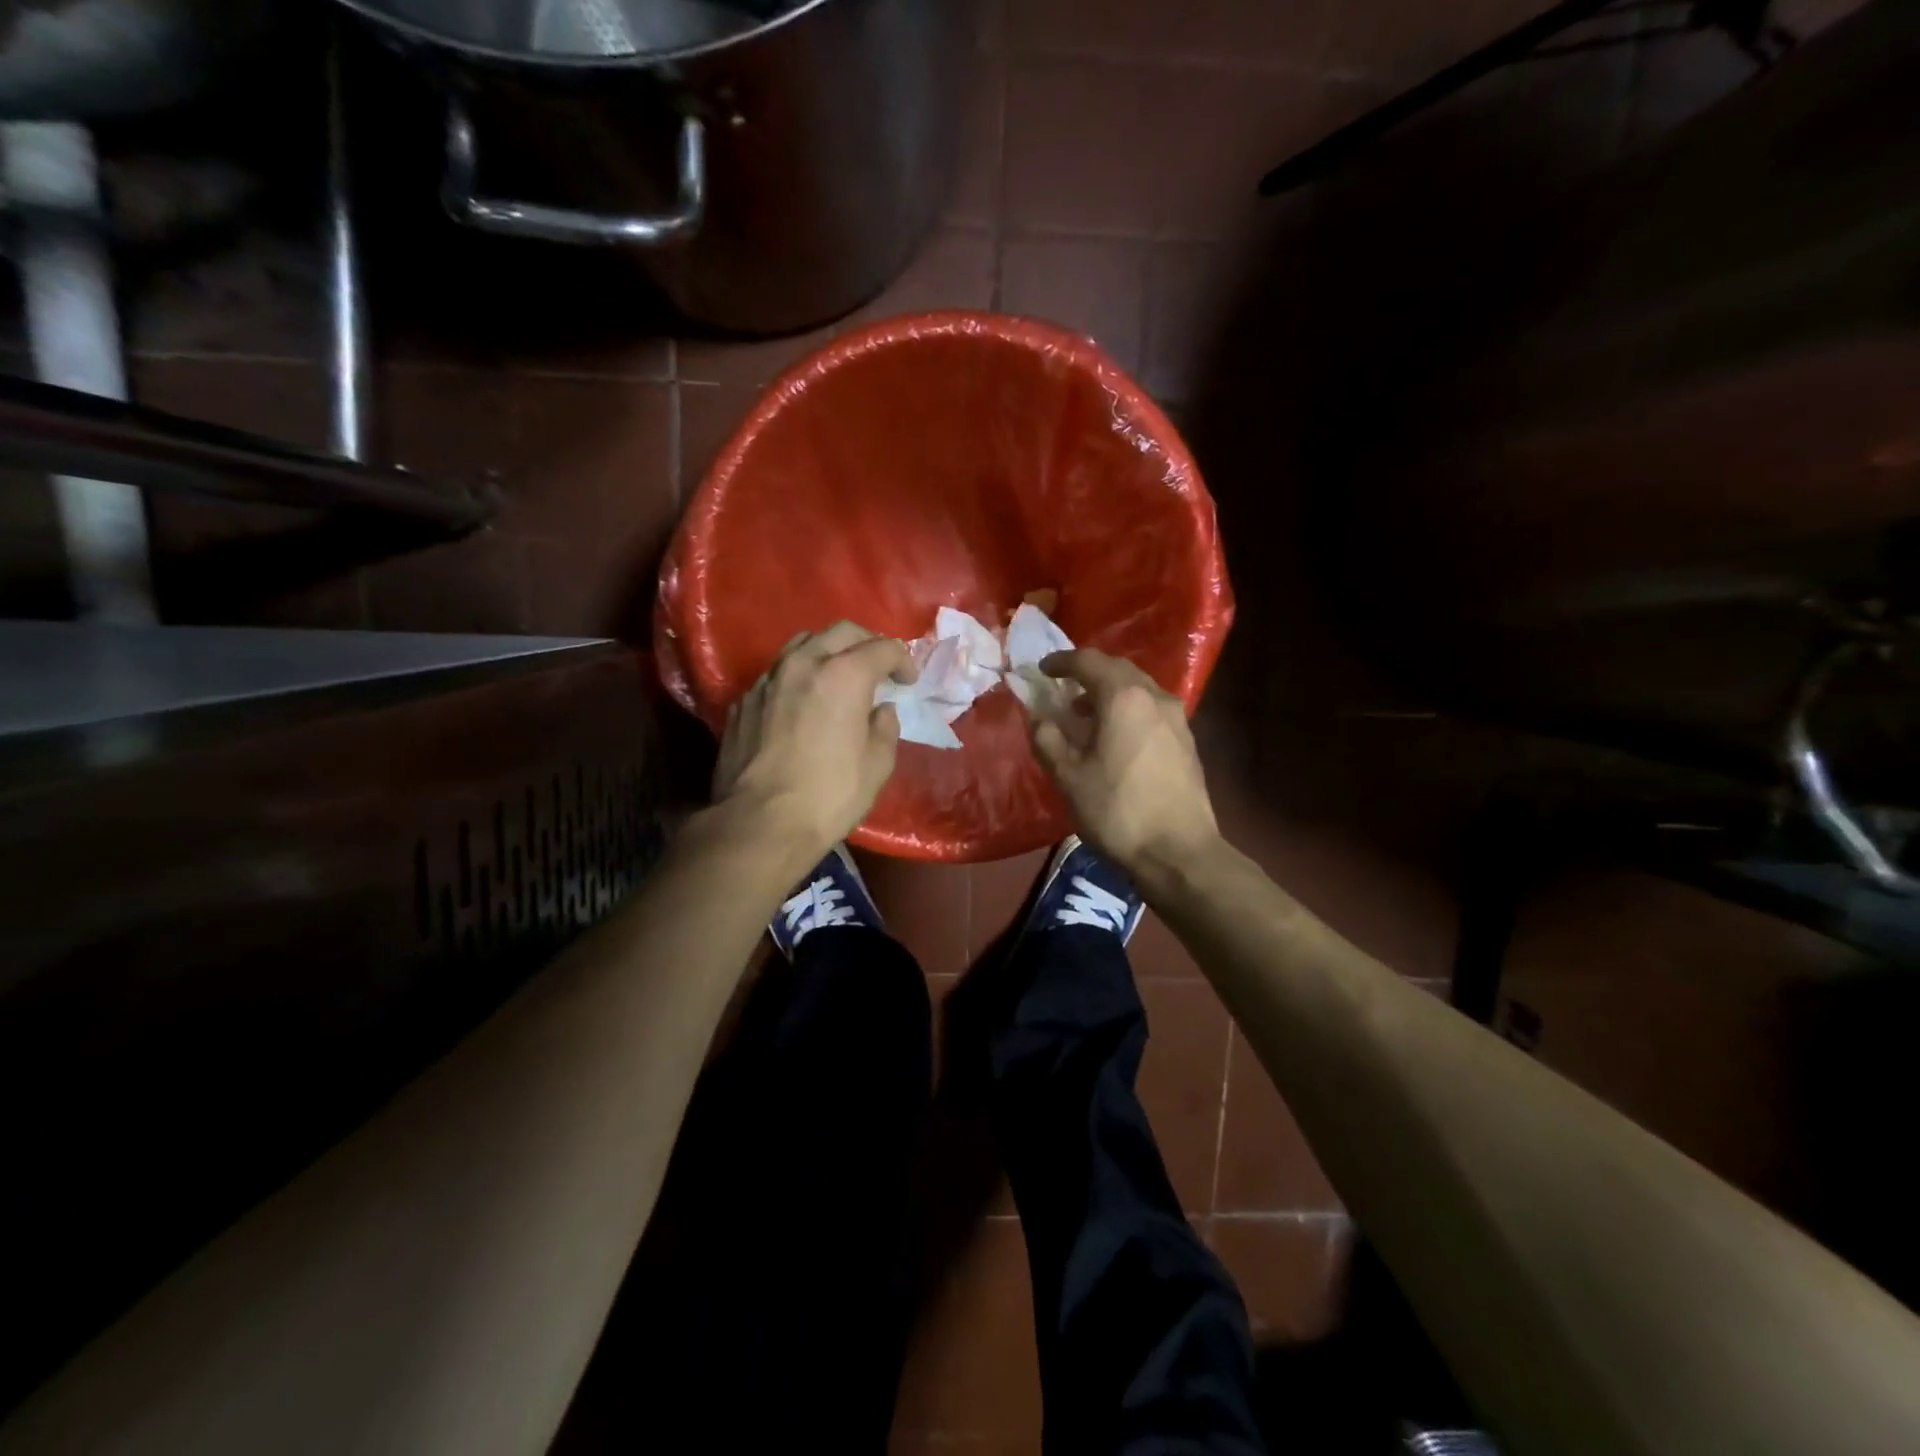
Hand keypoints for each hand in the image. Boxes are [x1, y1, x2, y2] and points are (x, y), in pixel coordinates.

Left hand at [713, 623, 914, 859]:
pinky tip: (802, 703)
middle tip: (878, 668)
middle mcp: (803, 664)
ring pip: (802, 644)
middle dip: (867, 643)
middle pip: (841, 632)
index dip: (903, 660)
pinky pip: (777, 674)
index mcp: (843, 675)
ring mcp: (768, 679)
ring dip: (828, 652)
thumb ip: (885, 727)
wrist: (759, 823)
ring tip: (838, 676)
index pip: (882, 648)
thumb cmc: (829, 795)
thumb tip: (881, 710)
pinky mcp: (743, 701)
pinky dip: (798, 678)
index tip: (908, 681)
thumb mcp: (877, 765)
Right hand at [1030, 649, 1219, 874]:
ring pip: (1138, 690)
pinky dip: (1128, 711)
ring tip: (1085, 715)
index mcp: (1124, 698)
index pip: (1089, 662)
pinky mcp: (1186, 742)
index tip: (1042, 670)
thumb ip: (1048, 739)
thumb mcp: (1068, 777)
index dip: (1061, 662)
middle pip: (1118, 671)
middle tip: (1063, 688)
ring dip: (1109, 693)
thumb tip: (1039, 718)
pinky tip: (1115, 738)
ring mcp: (1176, 719)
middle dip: (1088, 674)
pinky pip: (1151, 710)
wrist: (1179, 852)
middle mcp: (1155, 697)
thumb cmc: (1117, 810)